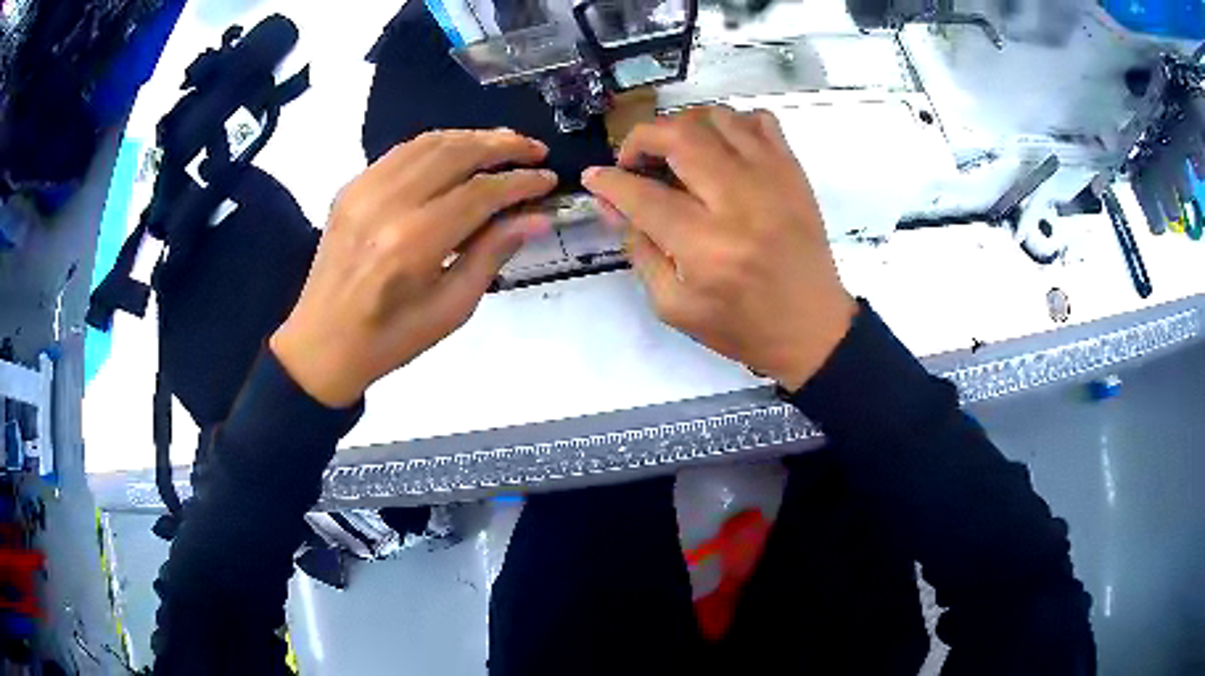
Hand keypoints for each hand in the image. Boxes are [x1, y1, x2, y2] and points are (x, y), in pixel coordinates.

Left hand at [270, 130, 555, 406]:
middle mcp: (387, 204)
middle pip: (456, 153)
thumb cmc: (390, 339)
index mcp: (413, 243)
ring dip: (473, 137)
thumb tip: (537, 219)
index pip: (479, 193)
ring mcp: (364, 190)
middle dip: (503, 145)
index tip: (549, 179)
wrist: (321, 343)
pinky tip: (459, 150)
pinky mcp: (351, 187)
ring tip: (505, 143)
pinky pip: (402, 151)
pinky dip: (438, 144)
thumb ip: (492, 255)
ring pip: (429, 143)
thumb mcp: (450, 310)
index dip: (520, 182)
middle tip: (536, 149)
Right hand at [582, 107, 855, 390]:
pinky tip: (721, 148)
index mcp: (706, 246)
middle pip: (678, 136)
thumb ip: (639, 249)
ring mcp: (772, 178)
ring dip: (682, 125)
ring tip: (675, 151)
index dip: (609, 181)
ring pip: (715, 117)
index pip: (642, 195)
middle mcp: (739, 201)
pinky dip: (731, 123)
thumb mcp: (674, 305)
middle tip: (634, 161)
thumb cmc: (741, 326)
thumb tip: (612, 202)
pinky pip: (759, 119)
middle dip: (640, 139)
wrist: (813, 328)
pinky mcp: (794, 171)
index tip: (594, 177)